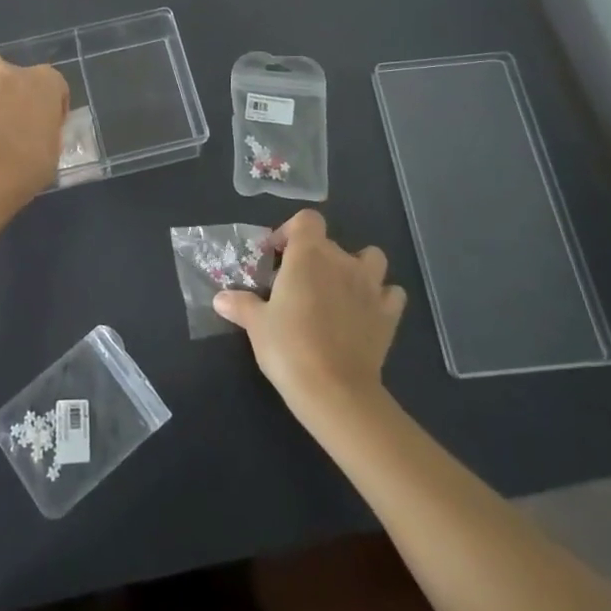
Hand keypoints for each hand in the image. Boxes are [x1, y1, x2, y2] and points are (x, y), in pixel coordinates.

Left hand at [0, 50, 68, 199]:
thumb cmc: (29, 167)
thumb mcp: (54, 148)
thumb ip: (48, 129)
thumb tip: (39, 131)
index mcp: (46, 83)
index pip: (55, 85)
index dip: (51, 106)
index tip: (46, 125)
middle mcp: (14, 72)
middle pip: (20, 73)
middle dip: (19, 92)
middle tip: (15, 120)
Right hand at [214, 209, 406, 417]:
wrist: (335, 390)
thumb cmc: (289, 347)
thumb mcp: (256, 324)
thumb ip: (240, 305)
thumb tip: (220, 298)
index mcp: (309, 255)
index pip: (307, 220)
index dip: (291, 231)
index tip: (277, 255)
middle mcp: (342, 261)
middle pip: (330, 243)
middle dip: (314, 257)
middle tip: (296, 285)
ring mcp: (370, 286)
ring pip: (371, 258)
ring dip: (356, 267)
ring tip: (338, 288)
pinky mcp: (388, 314)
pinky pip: (391, 293)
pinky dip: (381, 297)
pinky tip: (366, 311)